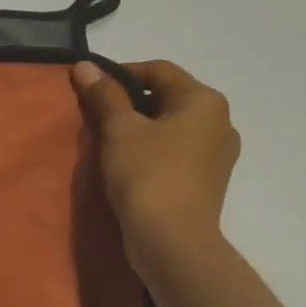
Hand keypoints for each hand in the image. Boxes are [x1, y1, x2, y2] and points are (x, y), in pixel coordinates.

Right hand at [73, 59, 238, 275]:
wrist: (172, 240)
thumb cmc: (147, 174)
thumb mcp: (119, 129)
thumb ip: (104, 94)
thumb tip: (85, 65)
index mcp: (204, 101)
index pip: (158, 71)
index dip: (120, 74)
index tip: (90, 90)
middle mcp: (220, 122)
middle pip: (166, 97)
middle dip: (129, 102)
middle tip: (95, 117)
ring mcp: (217, 154)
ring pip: (170, 125)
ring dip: (139, 127)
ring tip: (108, 142)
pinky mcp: (207, 180)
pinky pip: (175, 150)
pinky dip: (151, 149)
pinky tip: (127, 164)